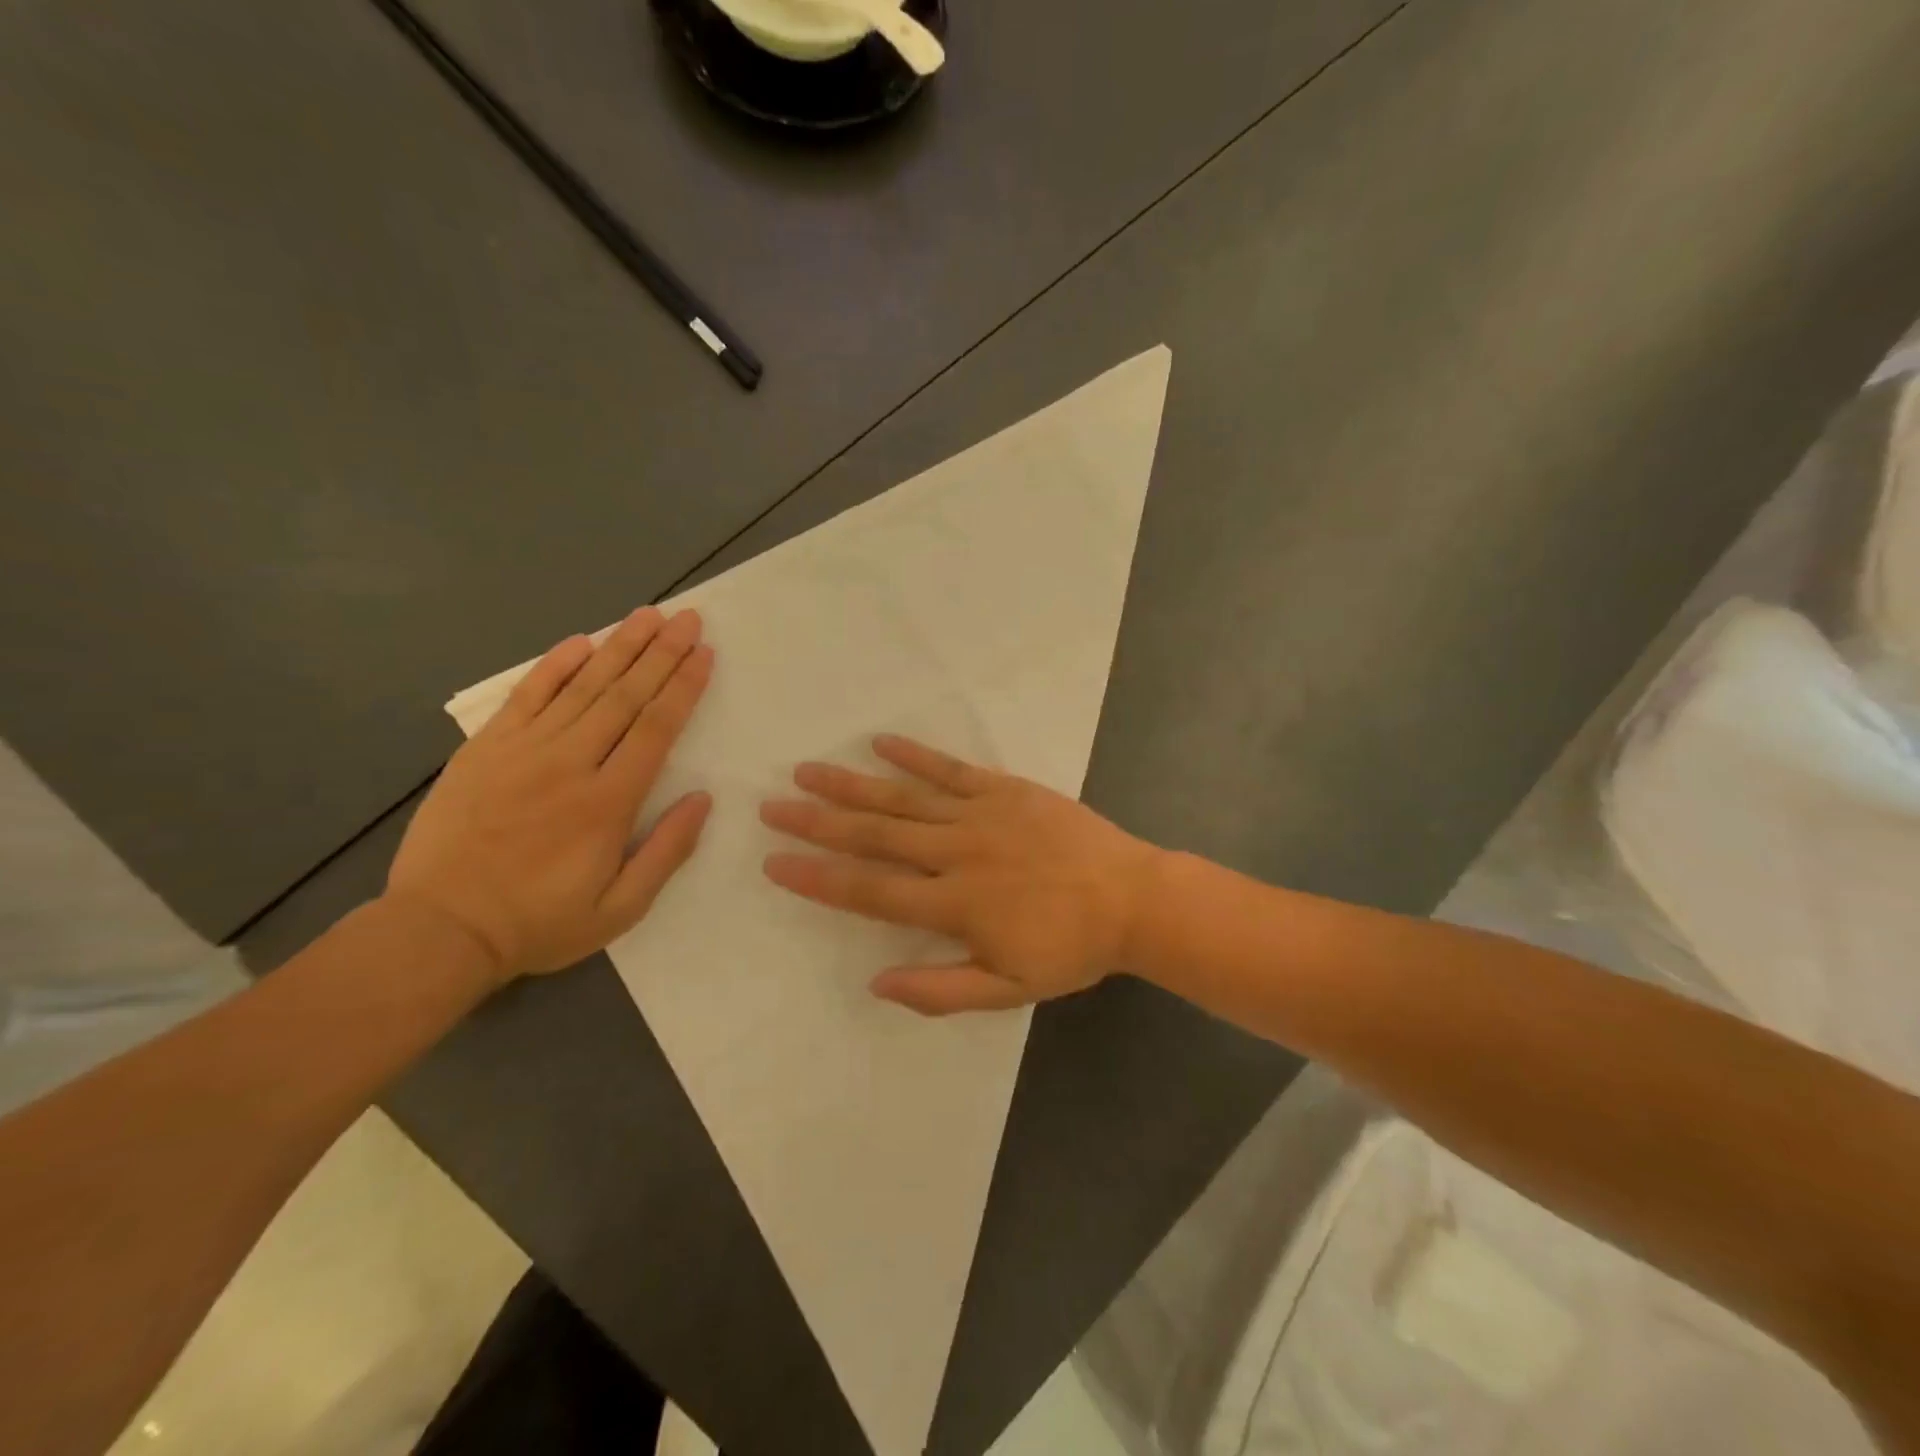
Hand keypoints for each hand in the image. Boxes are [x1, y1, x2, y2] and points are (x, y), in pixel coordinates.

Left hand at [388, 607, 714, 983]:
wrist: (440, 930)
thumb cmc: (540, 923)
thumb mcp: (620, 909)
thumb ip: (667, 852)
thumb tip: (702, 799)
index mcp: (608, 802)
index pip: (657, 728)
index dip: (684, 687)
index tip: (705, 654)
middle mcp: (570, 764)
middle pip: (625, 696)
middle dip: (662, 653)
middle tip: (688, 618)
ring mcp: (523, 751)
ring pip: (582, 687)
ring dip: (619, 647)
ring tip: (648, 616)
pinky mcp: (485, 750)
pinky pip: (526, 696)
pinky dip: (554, 666)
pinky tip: (580, 642)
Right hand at [759, 736, 1162, 1014]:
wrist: (1133, 900)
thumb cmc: (1070, 949)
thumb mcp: (1009, 990)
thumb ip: (940, 990)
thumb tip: (875, 983)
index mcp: (954, 905)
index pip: (870, 890)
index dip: (818, 878)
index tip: (774, 863)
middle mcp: (956, 853)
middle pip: (874, 836)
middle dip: (818, 823)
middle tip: (772, 807)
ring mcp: (981, 815)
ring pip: (903, 798)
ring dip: (852, 785)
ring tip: (807, 771)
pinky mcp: (1006, 789)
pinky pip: (952, 769)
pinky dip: (915, 755)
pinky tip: (881, 742)